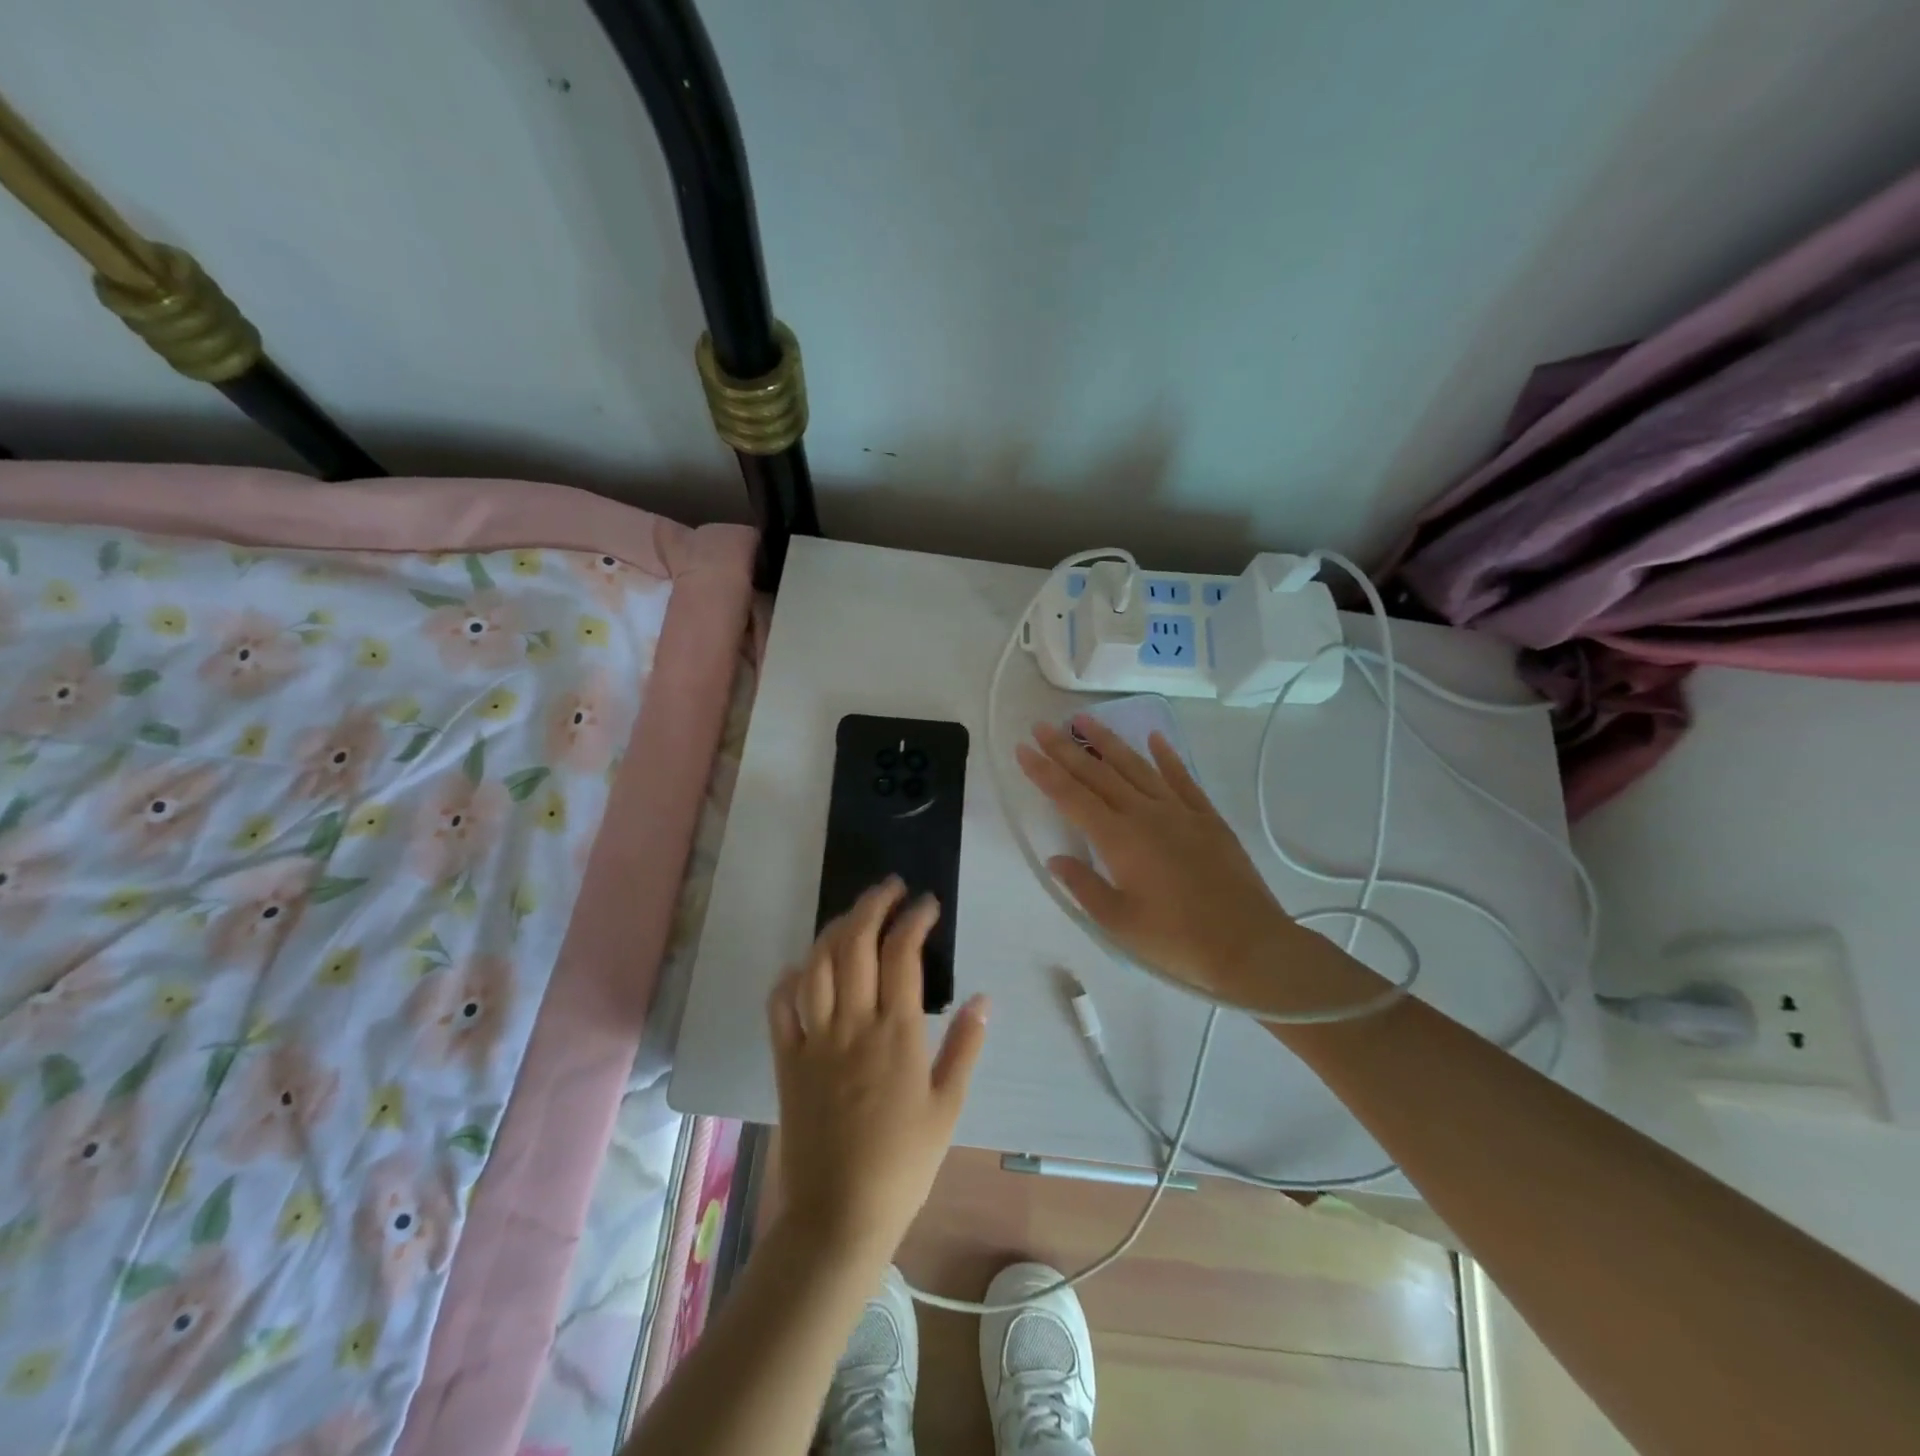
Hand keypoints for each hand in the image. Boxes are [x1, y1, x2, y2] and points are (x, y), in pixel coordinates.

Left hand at [766, 878, 989, 1263]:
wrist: (840, 1213)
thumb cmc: (904, 1162)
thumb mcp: (948, 1107)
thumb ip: (965, 1047)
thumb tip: (983, 999)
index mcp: (897, 1033)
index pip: (903, 953)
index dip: (914, 918)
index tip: (927, 904)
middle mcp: (853, 1024)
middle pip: (855, 944)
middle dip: (872, 905)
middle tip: (889, 889)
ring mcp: (814, 1039)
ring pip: (817, 965)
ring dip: (834, 930)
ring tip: (853, 916)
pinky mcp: (787, 1059)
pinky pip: (780, 1006)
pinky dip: (790, 977)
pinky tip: (804, 967)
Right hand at [1017, 716, 1327, 1009]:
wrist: (1249, 945)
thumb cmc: (1177, 941)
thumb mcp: (1119, 923)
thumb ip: (1084, 886)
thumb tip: (1056, 859)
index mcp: (1119, 839)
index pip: (1071, 797)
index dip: (1044, 772)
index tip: (1024, 748)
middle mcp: (1145, 814)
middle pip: (1099, 774)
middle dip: (1066, 749)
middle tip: (1042, 726)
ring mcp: (1180, 812)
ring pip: (1137, 767)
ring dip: (1108, 742)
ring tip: (1085, 719)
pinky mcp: (1207, 818)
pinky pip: (1183, 778)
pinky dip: (1167, 756)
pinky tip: (1155, 738)